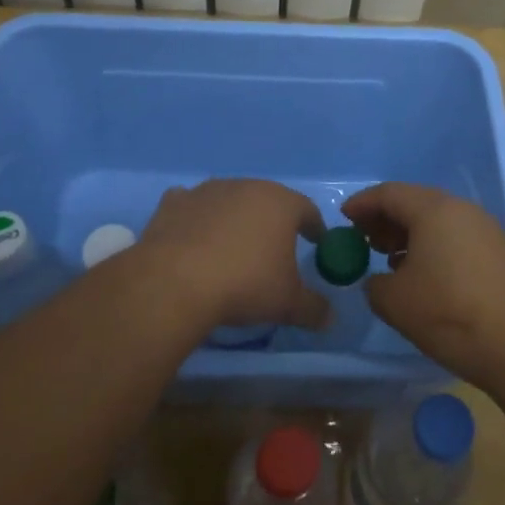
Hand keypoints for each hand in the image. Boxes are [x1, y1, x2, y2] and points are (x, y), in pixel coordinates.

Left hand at [134, 179, 328, 332]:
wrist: (176, 281)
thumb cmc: (245, 285)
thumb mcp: (288, 304)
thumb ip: (313, 308)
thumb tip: (330, 317)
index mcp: (281, 203)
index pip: (307, 210)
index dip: (314, 227)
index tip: (317, 243)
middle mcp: (246, 186)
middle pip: (267, 201)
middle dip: (273, 222)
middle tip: (275, 248)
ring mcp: (207, 191)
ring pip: (230, 201)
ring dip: (234, 218)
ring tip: (232, 247)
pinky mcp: (174, 202)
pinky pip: (192, 205)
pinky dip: (196, 217)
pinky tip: (194, 237)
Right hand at [343, 182, 504, 386]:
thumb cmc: (449, 313)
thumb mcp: (394, 302)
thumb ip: (374, 284)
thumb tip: (379, 280)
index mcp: (433, 210)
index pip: (389, 194)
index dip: (362, 204)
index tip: (344, 219)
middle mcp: (461, 209)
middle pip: (415, 202)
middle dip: (385, 219)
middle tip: (365, 241)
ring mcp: (485, 229)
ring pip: (437, 220)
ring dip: (409, 235)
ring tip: (391, 261)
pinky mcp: (499, 251)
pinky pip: (456, 236)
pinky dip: (433, 246)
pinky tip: (425, 275)